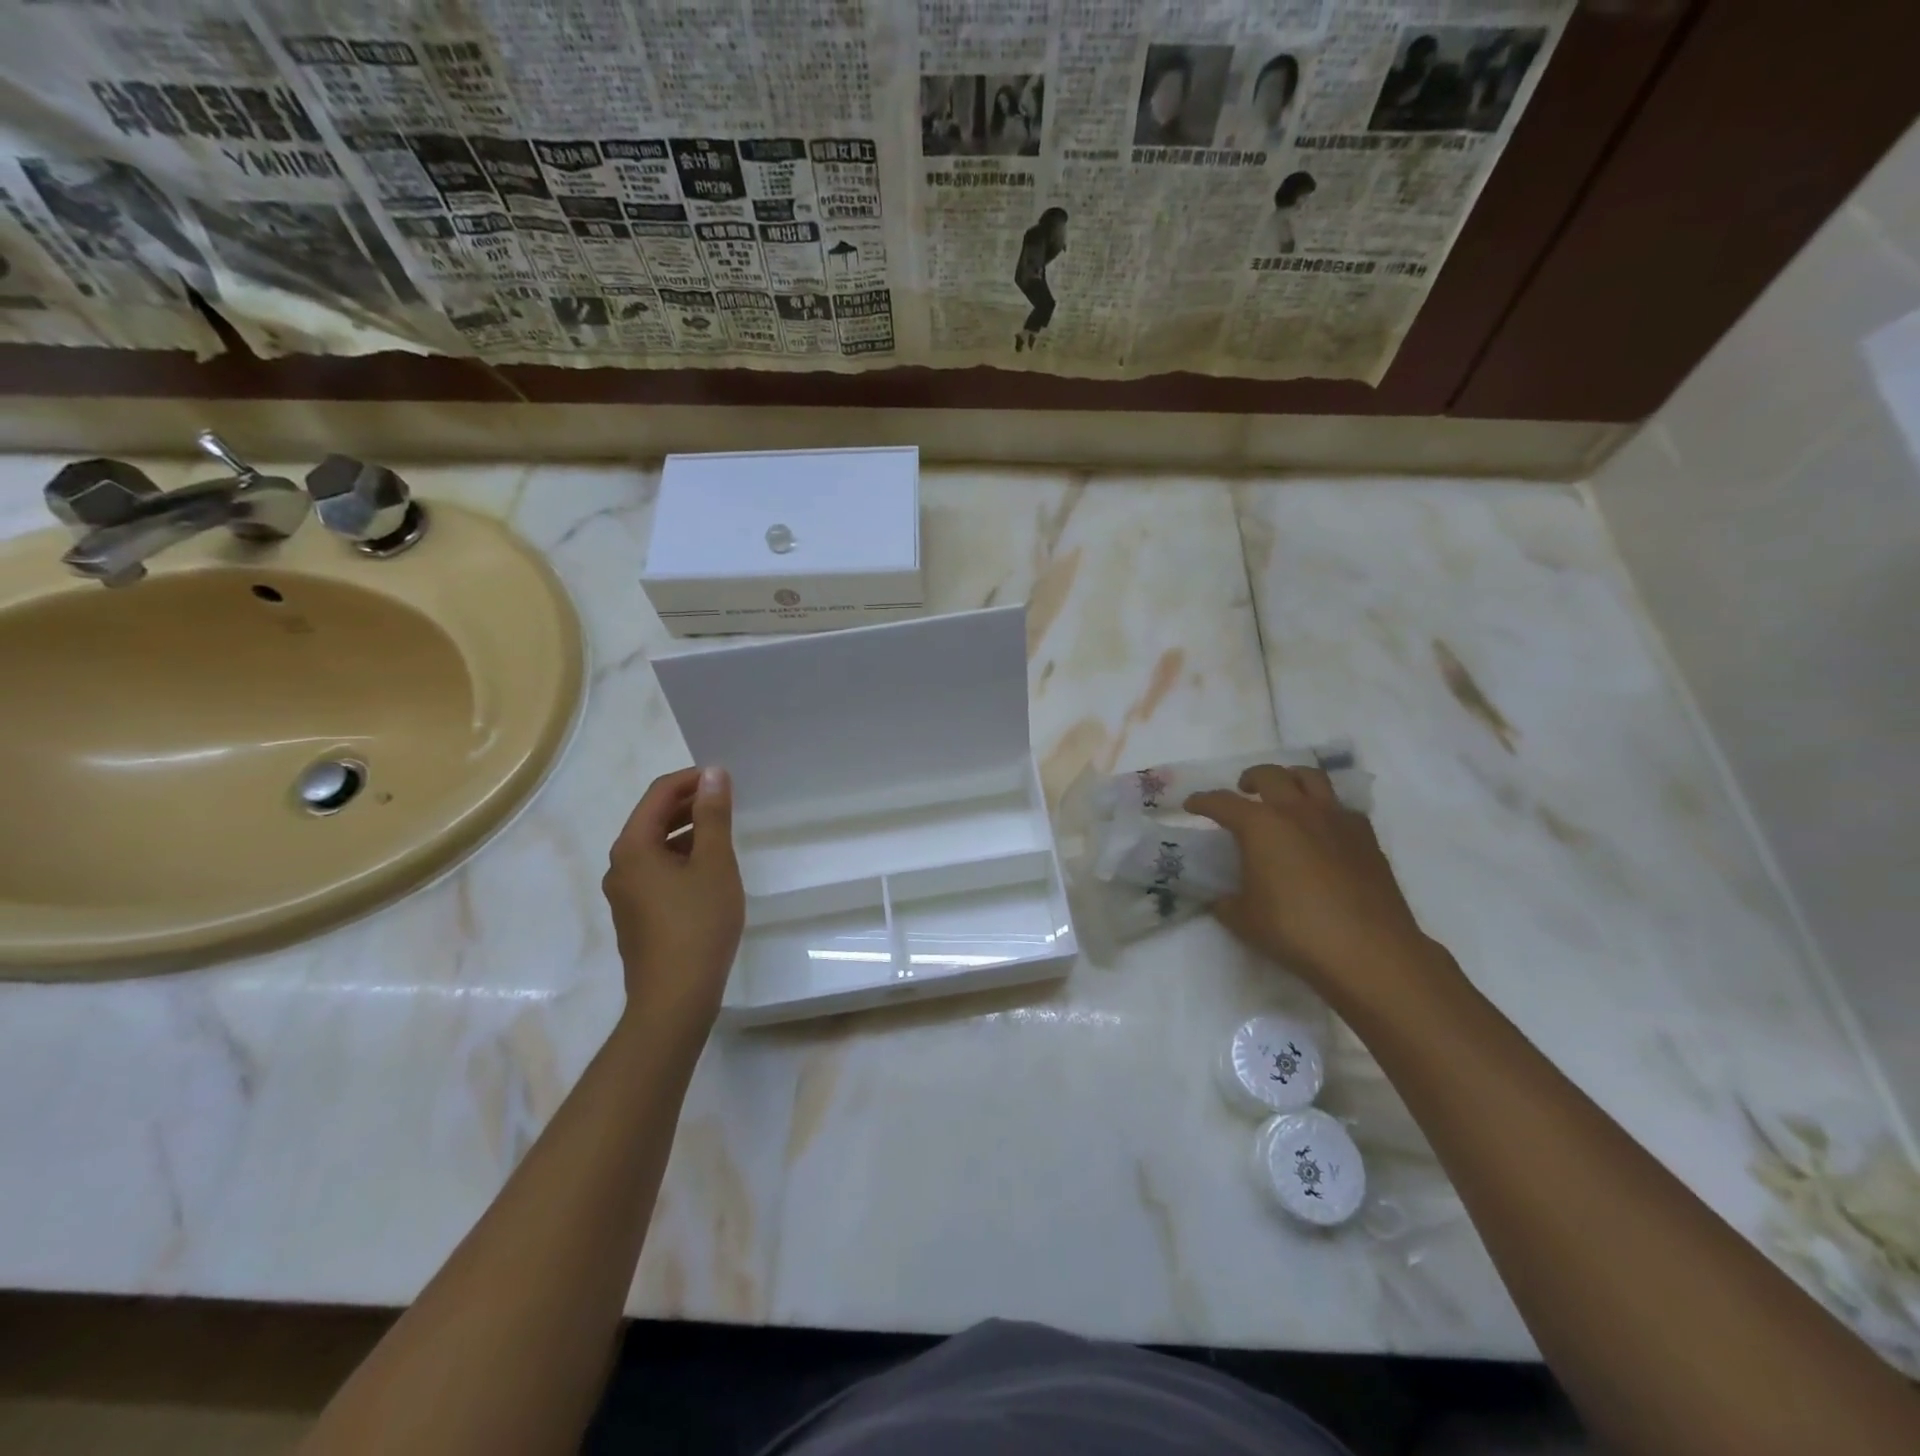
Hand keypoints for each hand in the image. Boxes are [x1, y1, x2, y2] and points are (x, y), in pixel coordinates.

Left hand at [603, 766, 744, 1029]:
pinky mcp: (637, 917)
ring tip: (723, 833)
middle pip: (652, 820)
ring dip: (687, 832)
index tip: (724, 778)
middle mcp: (620, 866)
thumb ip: (713, 815)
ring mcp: (625, 894)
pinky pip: (657, 872)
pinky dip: (681, 859)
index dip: (691, 779)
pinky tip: (709, 872)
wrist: (675, 998)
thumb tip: (712, 773)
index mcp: (633, 847)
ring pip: (655, 848)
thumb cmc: (697, 923)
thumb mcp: (714, 863)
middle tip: (727, 801)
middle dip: (689, 805)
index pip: (658, 794)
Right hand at [1186, 766, 1455, 1012]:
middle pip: (1270, 775)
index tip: (1191, 805)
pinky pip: (1340, 807)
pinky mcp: (1365, 836)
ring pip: (1311, 777)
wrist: (1369, 950)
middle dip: (1250, 779)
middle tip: (1243, 792)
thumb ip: (1226, 902)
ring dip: (1291, 779)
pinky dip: (1324, 809)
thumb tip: (1222, 898)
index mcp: (1261, 825)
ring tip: (1284, 796)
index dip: (1202, 801)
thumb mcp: (1244, 920)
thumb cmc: (1295, 931)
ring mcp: (1336, 819)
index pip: (1222, 802)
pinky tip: (1321, 831)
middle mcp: (1297, 811)